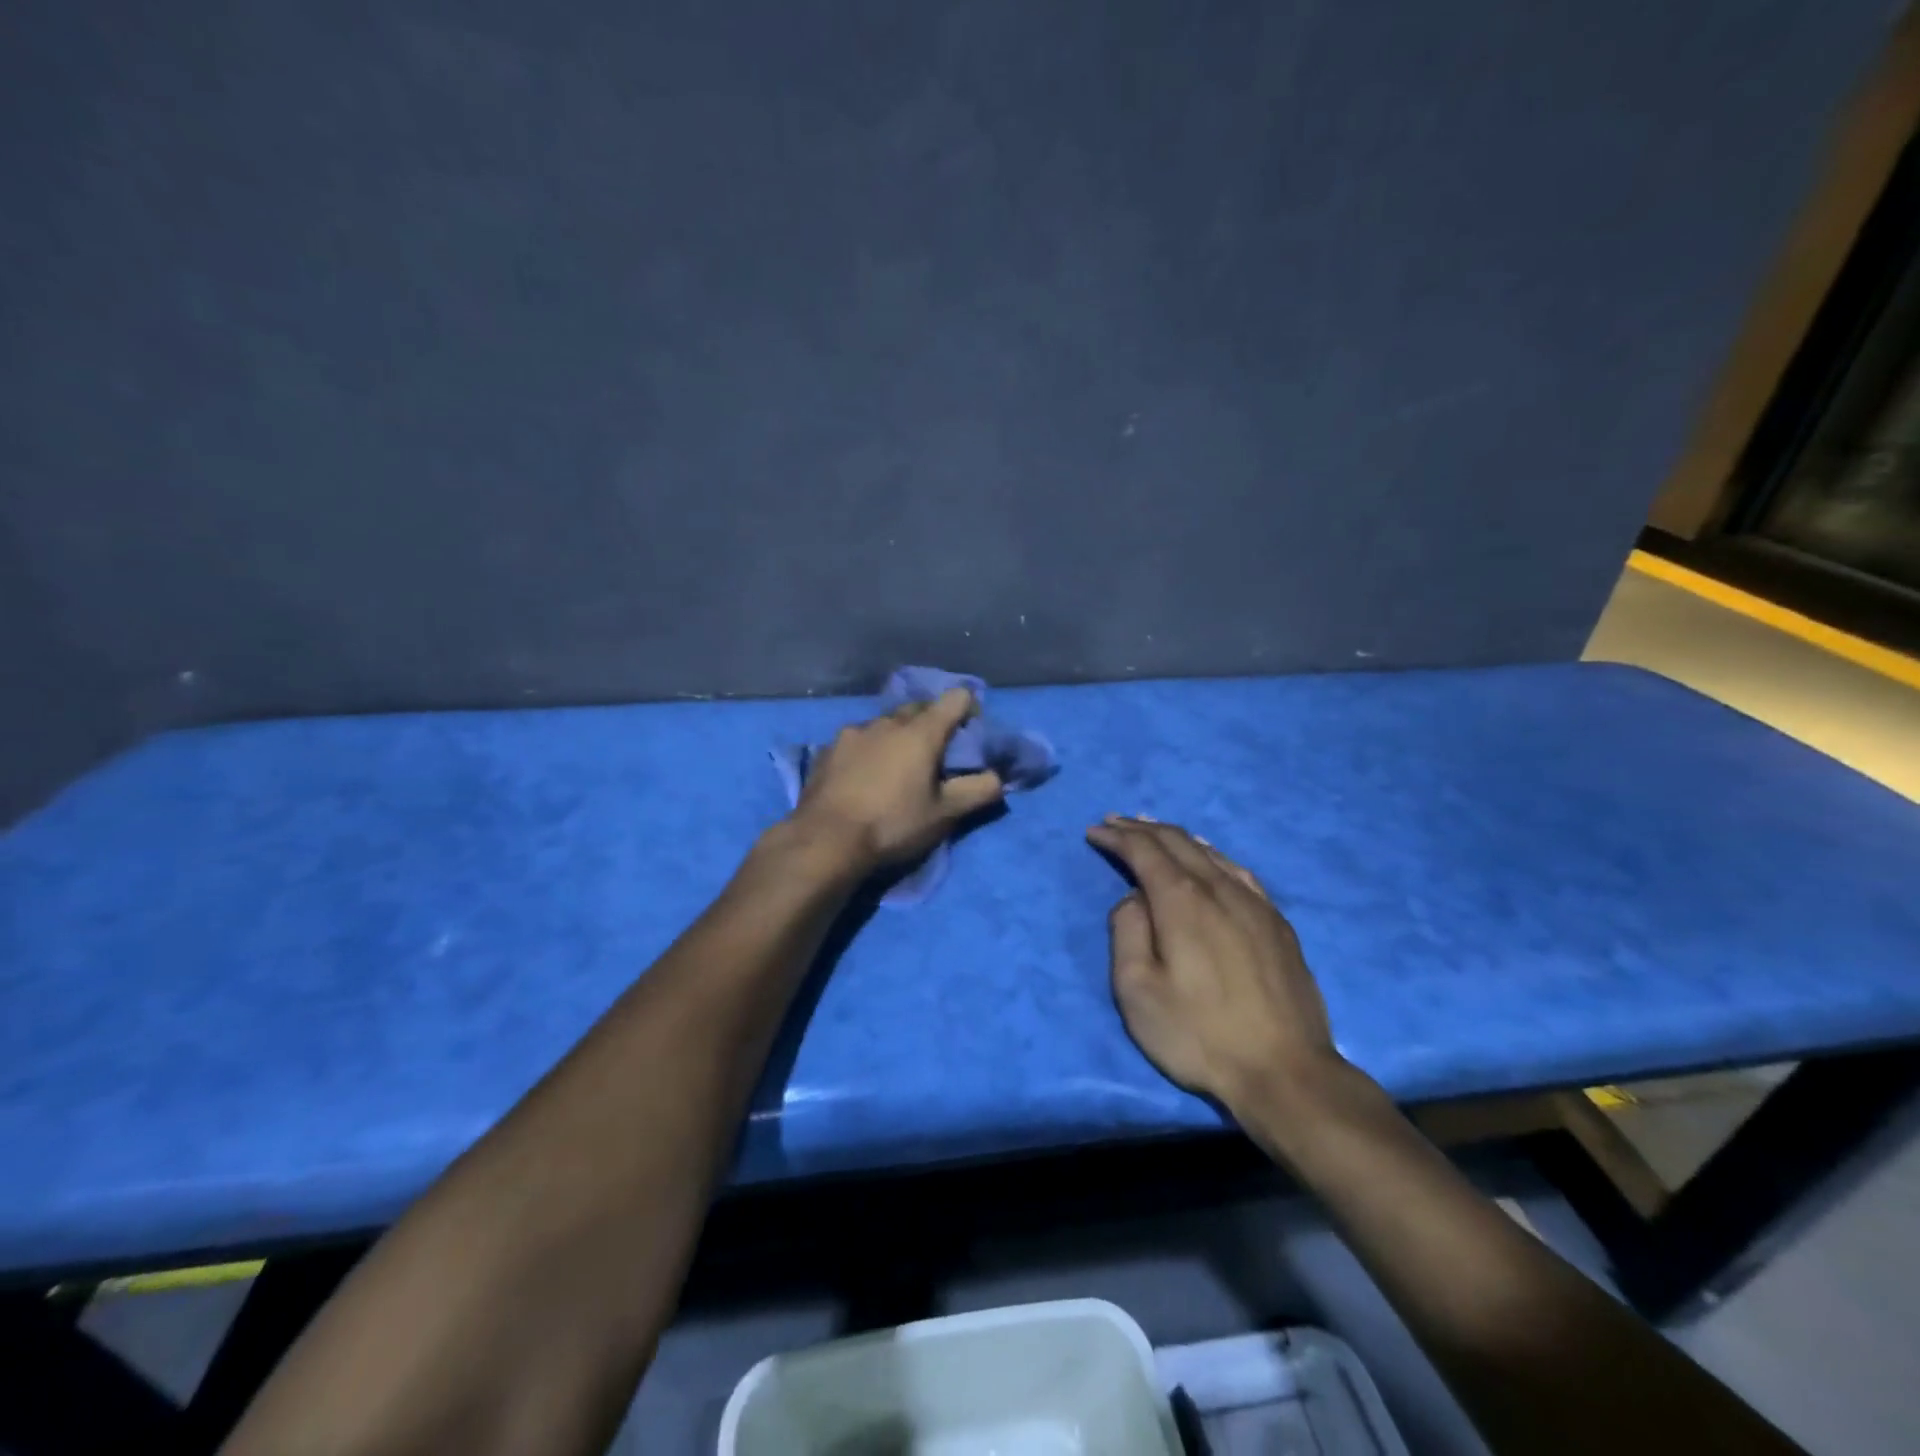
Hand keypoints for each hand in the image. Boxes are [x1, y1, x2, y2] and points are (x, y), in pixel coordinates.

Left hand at [790, 688, 1004, 871]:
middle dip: (931, 722)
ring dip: (896, 736)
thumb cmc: (893, 824)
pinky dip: (868, 751)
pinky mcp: (827, 751)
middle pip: (918, 708)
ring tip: (896, 766)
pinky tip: (863, 776)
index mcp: (920, 732)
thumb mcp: (944, 814)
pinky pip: (857, 741)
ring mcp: (852, 734)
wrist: (825, 841)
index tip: (971, 733)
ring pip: (884, 724)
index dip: (969, 710)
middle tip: (936, 753)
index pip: (955, 699)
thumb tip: (999, 777)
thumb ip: (978, 791)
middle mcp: (886, 722)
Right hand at [1086, 816, 1343, 1113]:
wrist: (1286, 1072)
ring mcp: (1254, 903)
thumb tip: (1134, 899)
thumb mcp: (1137, 990)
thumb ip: (1127, 931)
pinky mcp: (1276, 922)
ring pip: (1209, 852)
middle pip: (1176, 842)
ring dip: (1174, 837)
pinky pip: (1237, 870)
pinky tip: (1208, 857)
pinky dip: (1211, 854)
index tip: (1094, 831)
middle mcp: (1219, 888)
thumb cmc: (1199, 1034)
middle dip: (1141, 828)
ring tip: (1152, 830)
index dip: (1117, 837)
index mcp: (1181, 900)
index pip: (1144, 850)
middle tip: (1115, 822)